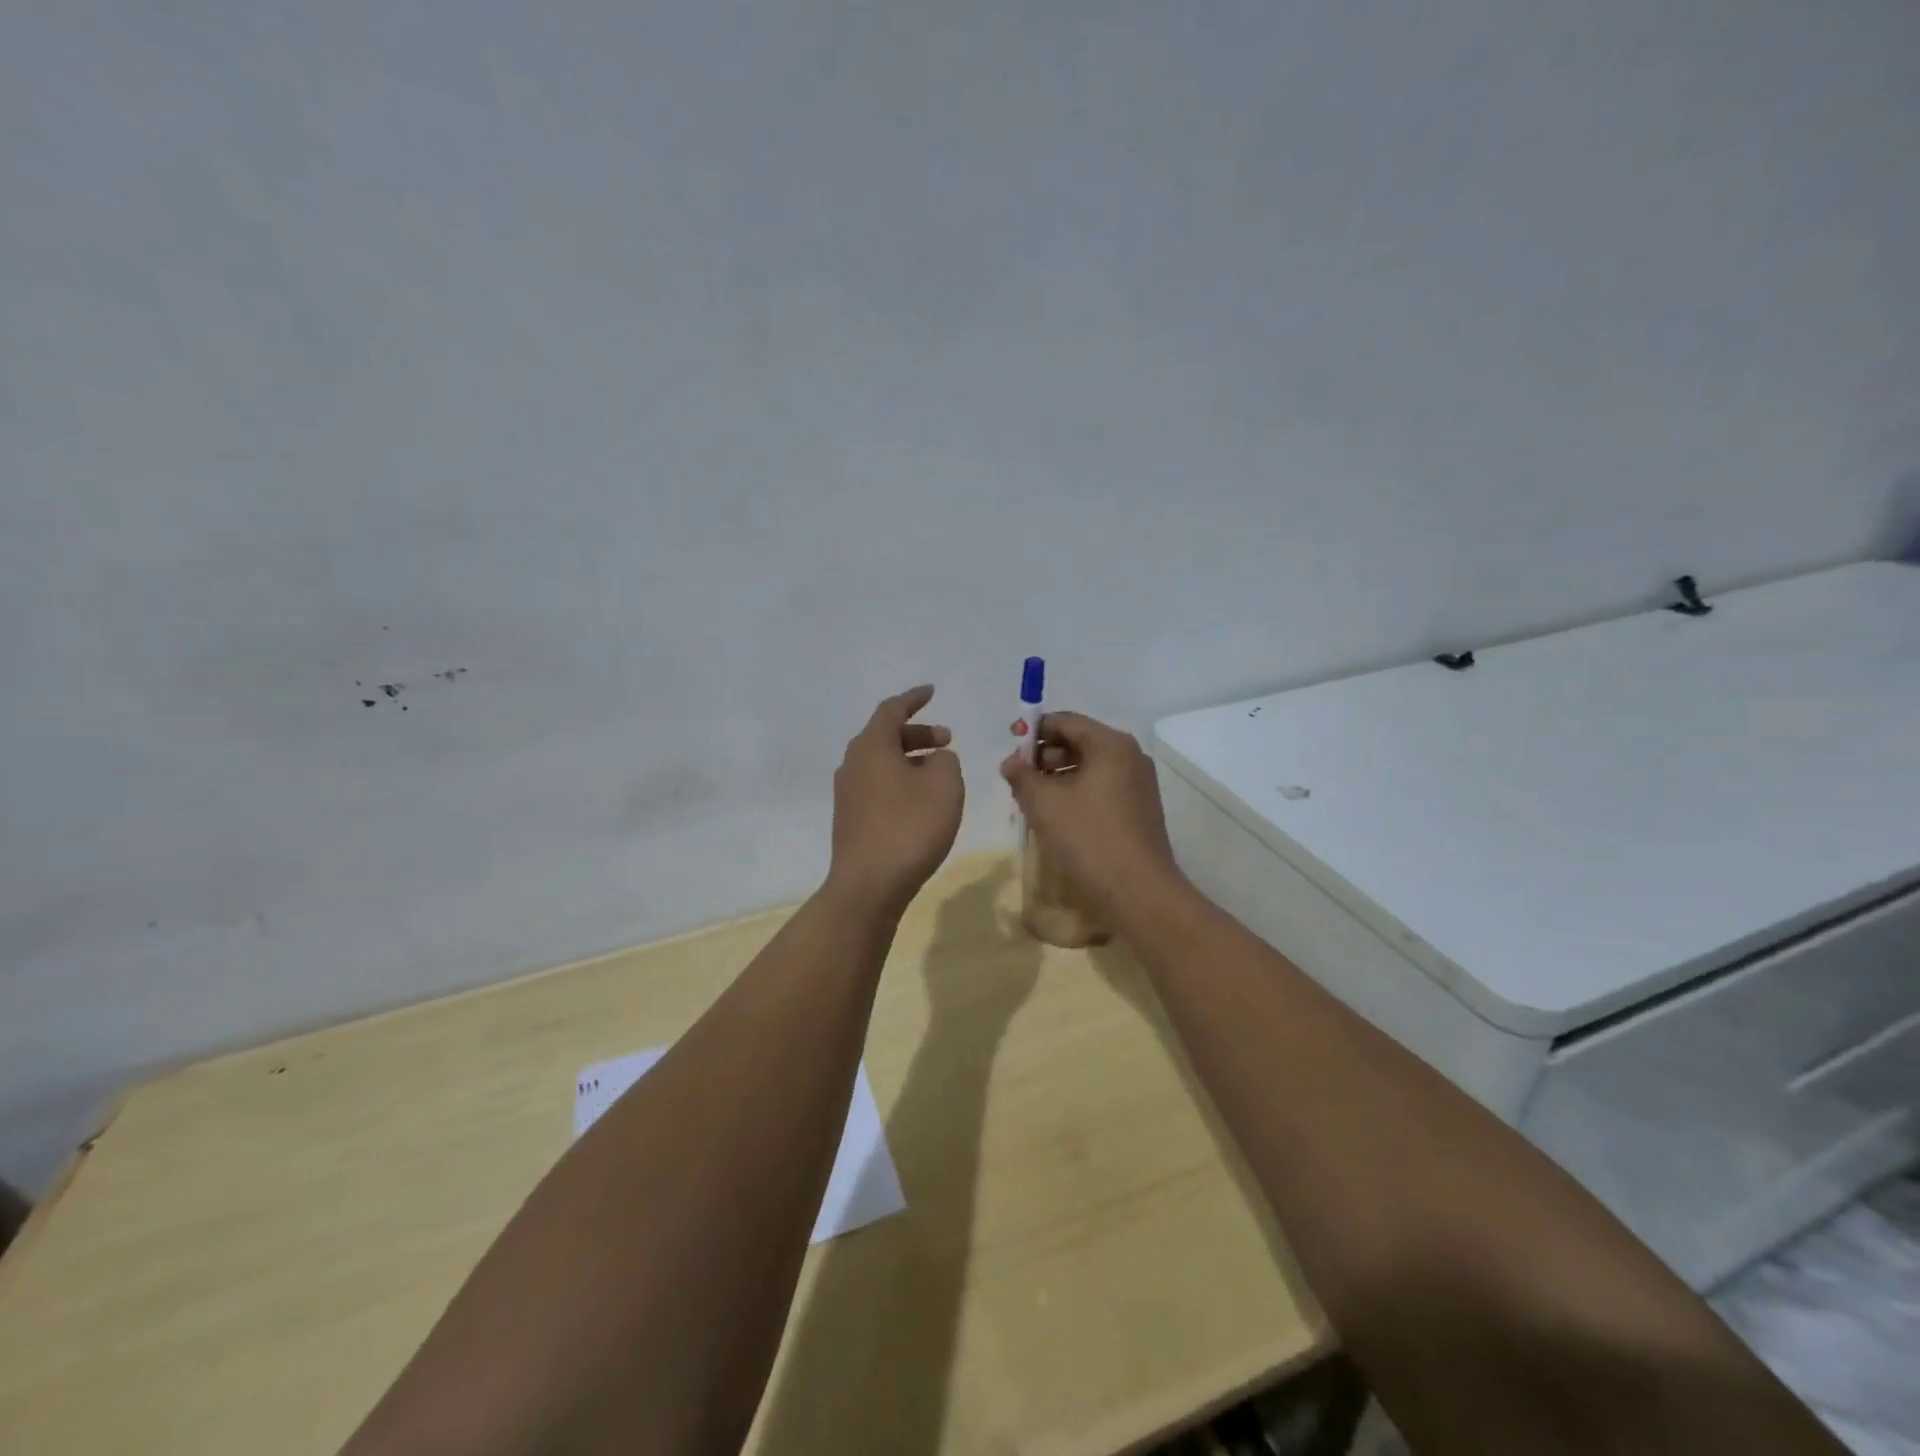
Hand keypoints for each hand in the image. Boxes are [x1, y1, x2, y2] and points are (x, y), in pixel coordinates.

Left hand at [827, 686, 963, 915]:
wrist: (869, 885)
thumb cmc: (910, 827)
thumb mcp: (945, 785)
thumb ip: (946, 761)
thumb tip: (936, 759)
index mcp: (871, 746)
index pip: (892, 709)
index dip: (914, 699)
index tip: (931, 692)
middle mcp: (852, 763)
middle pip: (885, 736)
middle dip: (918, 734)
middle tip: (947, 742)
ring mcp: (847, 793)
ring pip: (881, 763)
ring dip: (910, 760)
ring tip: (939, 773)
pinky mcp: (850, 818)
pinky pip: (877, 786)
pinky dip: (899, 781)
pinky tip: (920, 801)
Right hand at [1000, 711, 1182, 914]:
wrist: (1139, 892)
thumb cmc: (1089, 838)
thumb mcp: (1044, 803)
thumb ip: (1022, 776)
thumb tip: (1011, 762)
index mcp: (1111, 745)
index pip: (1065, 721)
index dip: (1033, 730)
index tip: (1009, 746)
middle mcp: (1130, 757)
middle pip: (1078, 742)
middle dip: (1043, 756)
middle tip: (1017, 779)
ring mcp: (1138, 784)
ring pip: (1089, 767)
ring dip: (1057, 777)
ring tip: (1031, 801)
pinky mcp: (1139, 809)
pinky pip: (1101, 788)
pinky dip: (1075, 793)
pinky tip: (1056, 817)